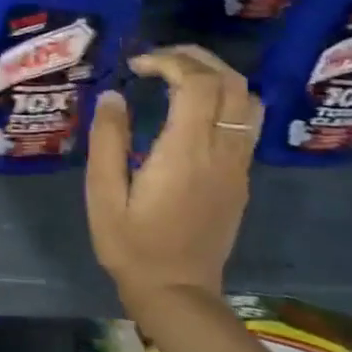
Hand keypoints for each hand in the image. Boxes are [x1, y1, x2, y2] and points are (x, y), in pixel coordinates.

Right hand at [85, 45, 261, 314]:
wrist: (177, 292)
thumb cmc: (131, 244)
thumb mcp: (103, 193)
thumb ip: (107, 141)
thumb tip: (112, 96)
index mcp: (186, 153)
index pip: (198, 84)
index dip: (169, 61)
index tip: (136, 66)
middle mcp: (221, 153)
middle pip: (231, 83)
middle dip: (195, 59)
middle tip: (156, 60)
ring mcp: (237, 166)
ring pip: (248, 100)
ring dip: (216, 76)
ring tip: (177, 76)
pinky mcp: (240, 178)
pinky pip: (245, 123)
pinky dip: (222, 100)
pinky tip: (189, 110)